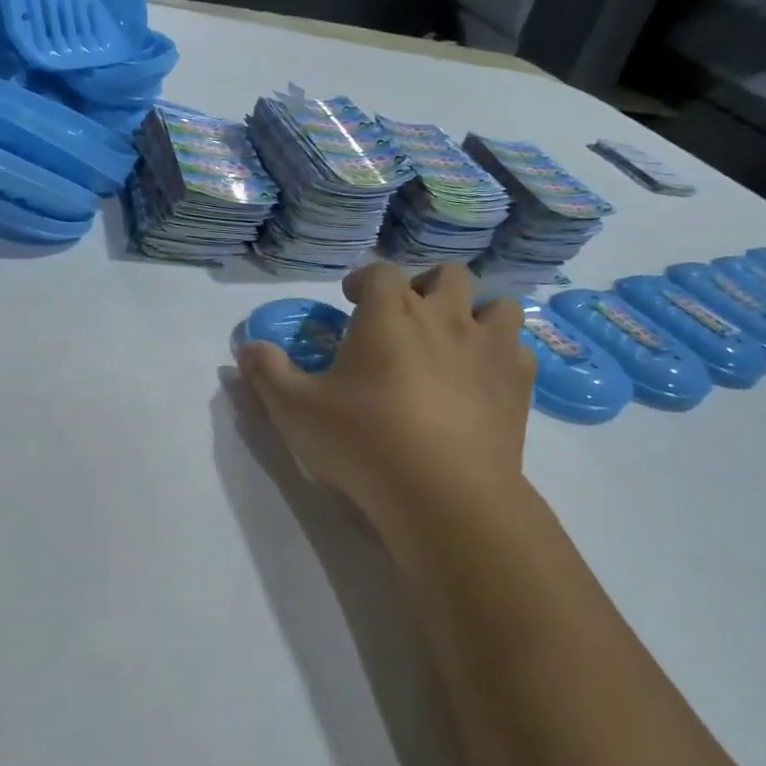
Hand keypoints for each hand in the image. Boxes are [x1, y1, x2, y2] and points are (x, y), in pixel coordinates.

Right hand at [235, 263, 534, 525]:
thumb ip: (268, 373)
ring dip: (477, 313)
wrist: (444, 493)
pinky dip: (503, 355)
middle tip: (409, 314)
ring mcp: (488, 348)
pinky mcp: (518, 383)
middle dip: (426, 285)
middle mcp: (445, 316)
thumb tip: (246, 348)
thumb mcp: (297, 411)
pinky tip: (486, 378)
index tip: (352, 298)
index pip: (379, 272)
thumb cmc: (364, 442)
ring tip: (457, 340)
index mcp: (390, 313)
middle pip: (447, 274)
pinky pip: (519, 350)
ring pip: (498, 305)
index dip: (364, 280)